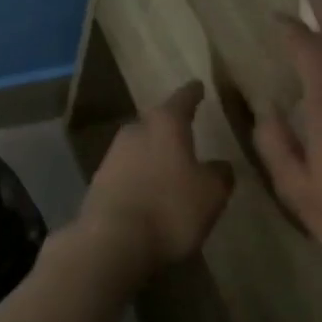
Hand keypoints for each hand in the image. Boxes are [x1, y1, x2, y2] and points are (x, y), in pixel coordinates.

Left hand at [79, 81, 234, 271]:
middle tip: (187, 131)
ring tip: (172, 164)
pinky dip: (142, 173)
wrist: (113, 237)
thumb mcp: (211, 193)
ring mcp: (114, 152)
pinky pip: (129, 168)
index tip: (197, 85)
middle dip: (171, 126)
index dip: (192, 93)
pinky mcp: (101, 177)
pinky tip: (151, 188)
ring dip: (155, 152)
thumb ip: (220, 174)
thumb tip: (220, 164)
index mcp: (164, 124)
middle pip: (156, 121)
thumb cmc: (170, 207)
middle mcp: (135, 129)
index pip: (182, 100)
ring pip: (140, 144)